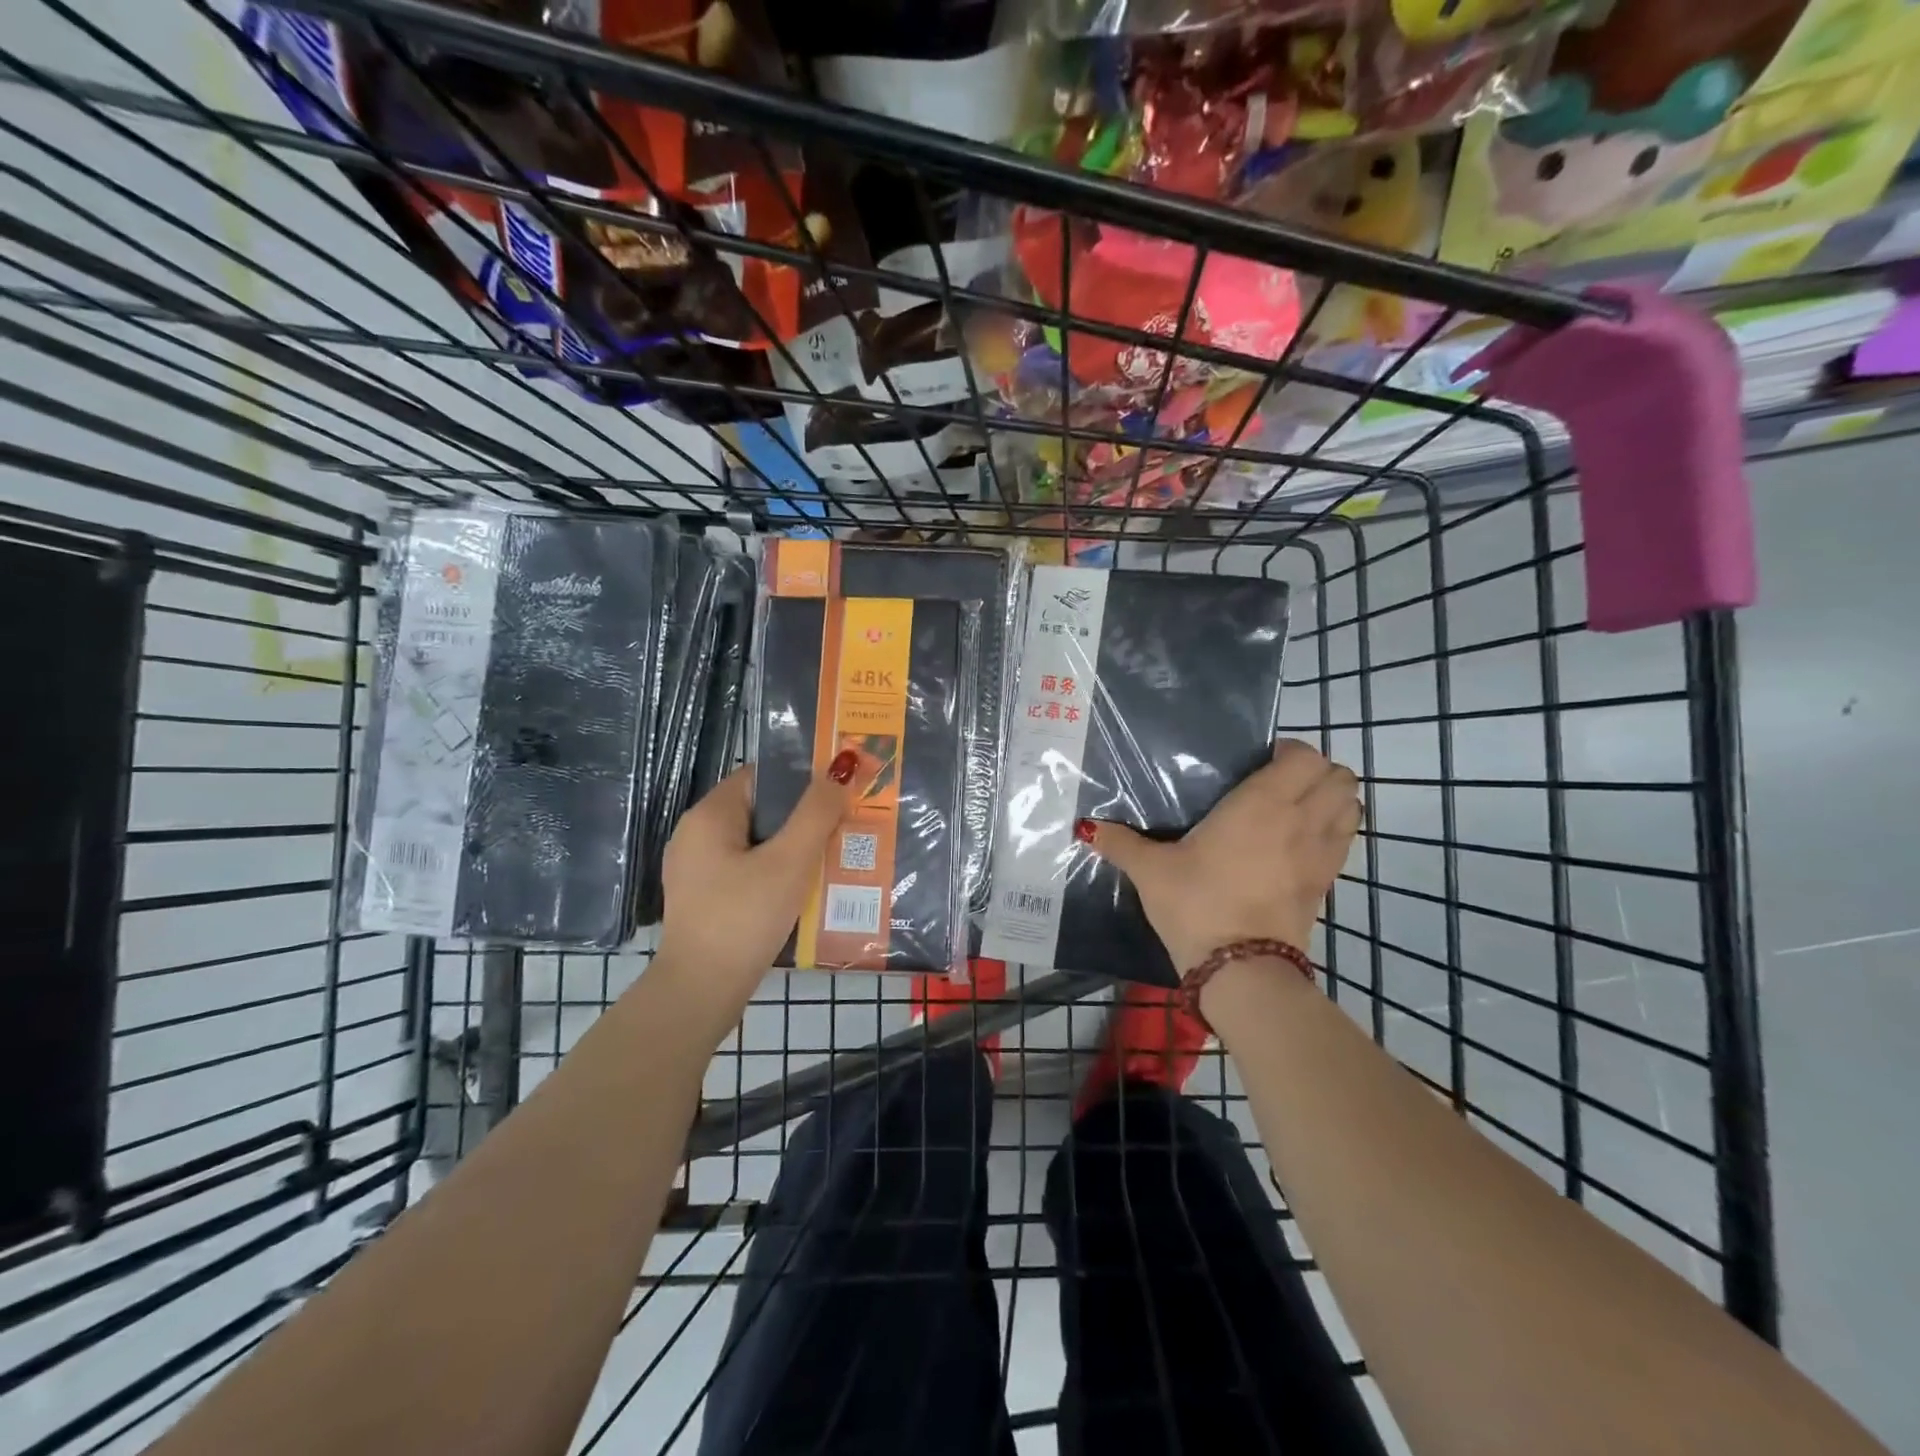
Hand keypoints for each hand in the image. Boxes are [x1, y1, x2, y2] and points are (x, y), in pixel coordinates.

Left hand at [655, 757, 858, 990]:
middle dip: (804, 818)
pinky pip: (748, 871)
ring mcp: (698, 870)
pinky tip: (805, 892)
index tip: (838, 794)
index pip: (761, 777)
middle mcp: (696, 835)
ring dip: (794, 849)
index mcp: (709, 815)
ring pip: (757, 844)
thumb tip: (841, 770)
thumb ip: (817, 813)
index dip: (801, 780)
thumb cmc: (744, 918)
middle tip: (844, 829)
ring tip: (833, 860)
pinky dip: (776, 875)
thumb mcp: (790, 861)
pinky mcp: (705, 899)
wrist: (701, 993)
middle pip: (760, 811)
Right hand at [1082, 738, 1361, 969]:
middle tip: (1277, 783)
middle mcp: (1301, 819)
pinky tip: (1300, 843)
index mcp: (1261, 803)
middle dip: (1316, 771)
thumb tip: (1087, 827)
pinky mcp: (1327, 883)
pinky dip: (1334, 830)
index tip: (1259, 762)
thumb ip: (1120, 843)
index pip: (1304, 756)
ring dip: (1332, 798)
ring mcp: (1321, 853)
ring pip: (1351, 805)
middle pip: (1339, 776)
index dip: (1289, 751)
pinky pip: (1345, 840)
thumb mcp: (1150, 871)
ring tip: (1296, 808)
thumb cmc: (1197, 904)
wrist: (1240, 970)